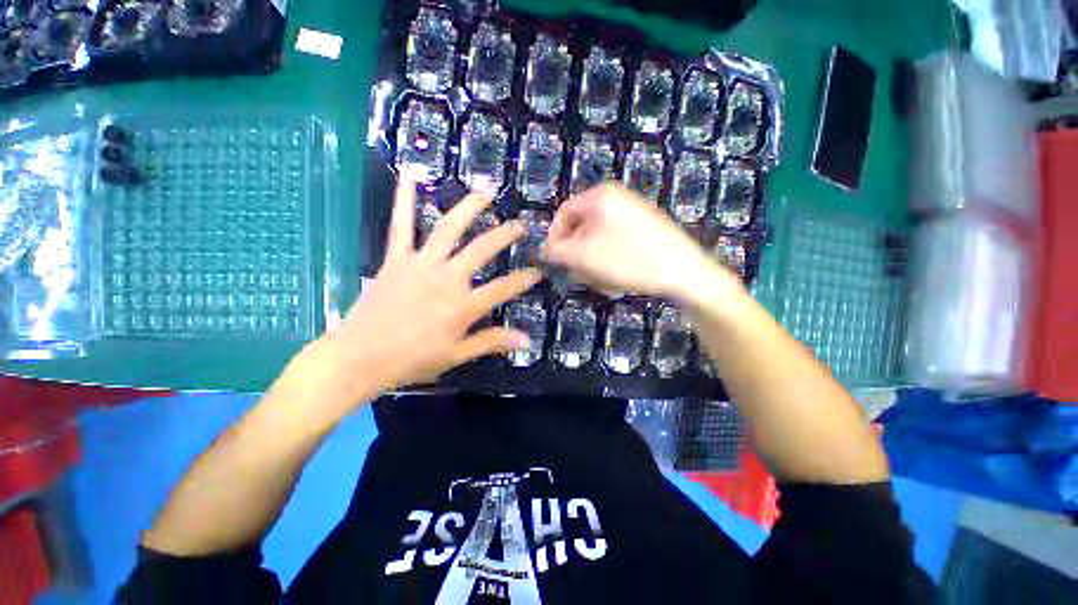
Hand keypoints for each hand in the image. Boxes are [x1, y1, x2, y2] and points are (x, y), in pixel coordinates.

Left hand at [281, 178, 541, 410]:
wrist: (358, 358)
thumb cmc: (411, 361)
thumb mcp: (456, 356)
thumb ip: (492, 342)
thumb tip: (527, 340)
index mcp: (463, 306)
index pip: (503, 288)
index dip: (525, 279)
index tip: (539, 270)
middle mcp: (446, 279)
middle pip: (481, 250)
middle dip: (505, 235)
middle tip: (520, 225)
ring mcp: (420, 265)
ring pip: (448, 230)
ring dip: (469, 209)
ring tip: (484, 194)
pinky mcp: (396, 259)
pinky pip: (401, 226)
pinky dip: (403, 200)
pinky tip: (409, 176)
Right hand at [544, 183, 742, 304]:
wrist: (684, 271)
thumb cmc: (628, 260)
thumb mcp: (583, 256)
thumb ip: (557, 251)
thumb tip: (545, 250)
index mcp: (600, 197)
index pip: (564, 213)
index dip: (554, 238)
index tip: (554, 261)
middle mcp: (616, 200)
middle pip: (581, 229)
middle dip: (578, 256)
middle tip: (582, 276)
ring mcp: (632, 215)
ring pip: (598, 241)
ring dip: (594, 264)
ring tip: (604, 282)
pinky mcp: (644, 231)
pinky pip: (615, 245)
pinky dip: (611, 263)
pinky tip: (619, 279)